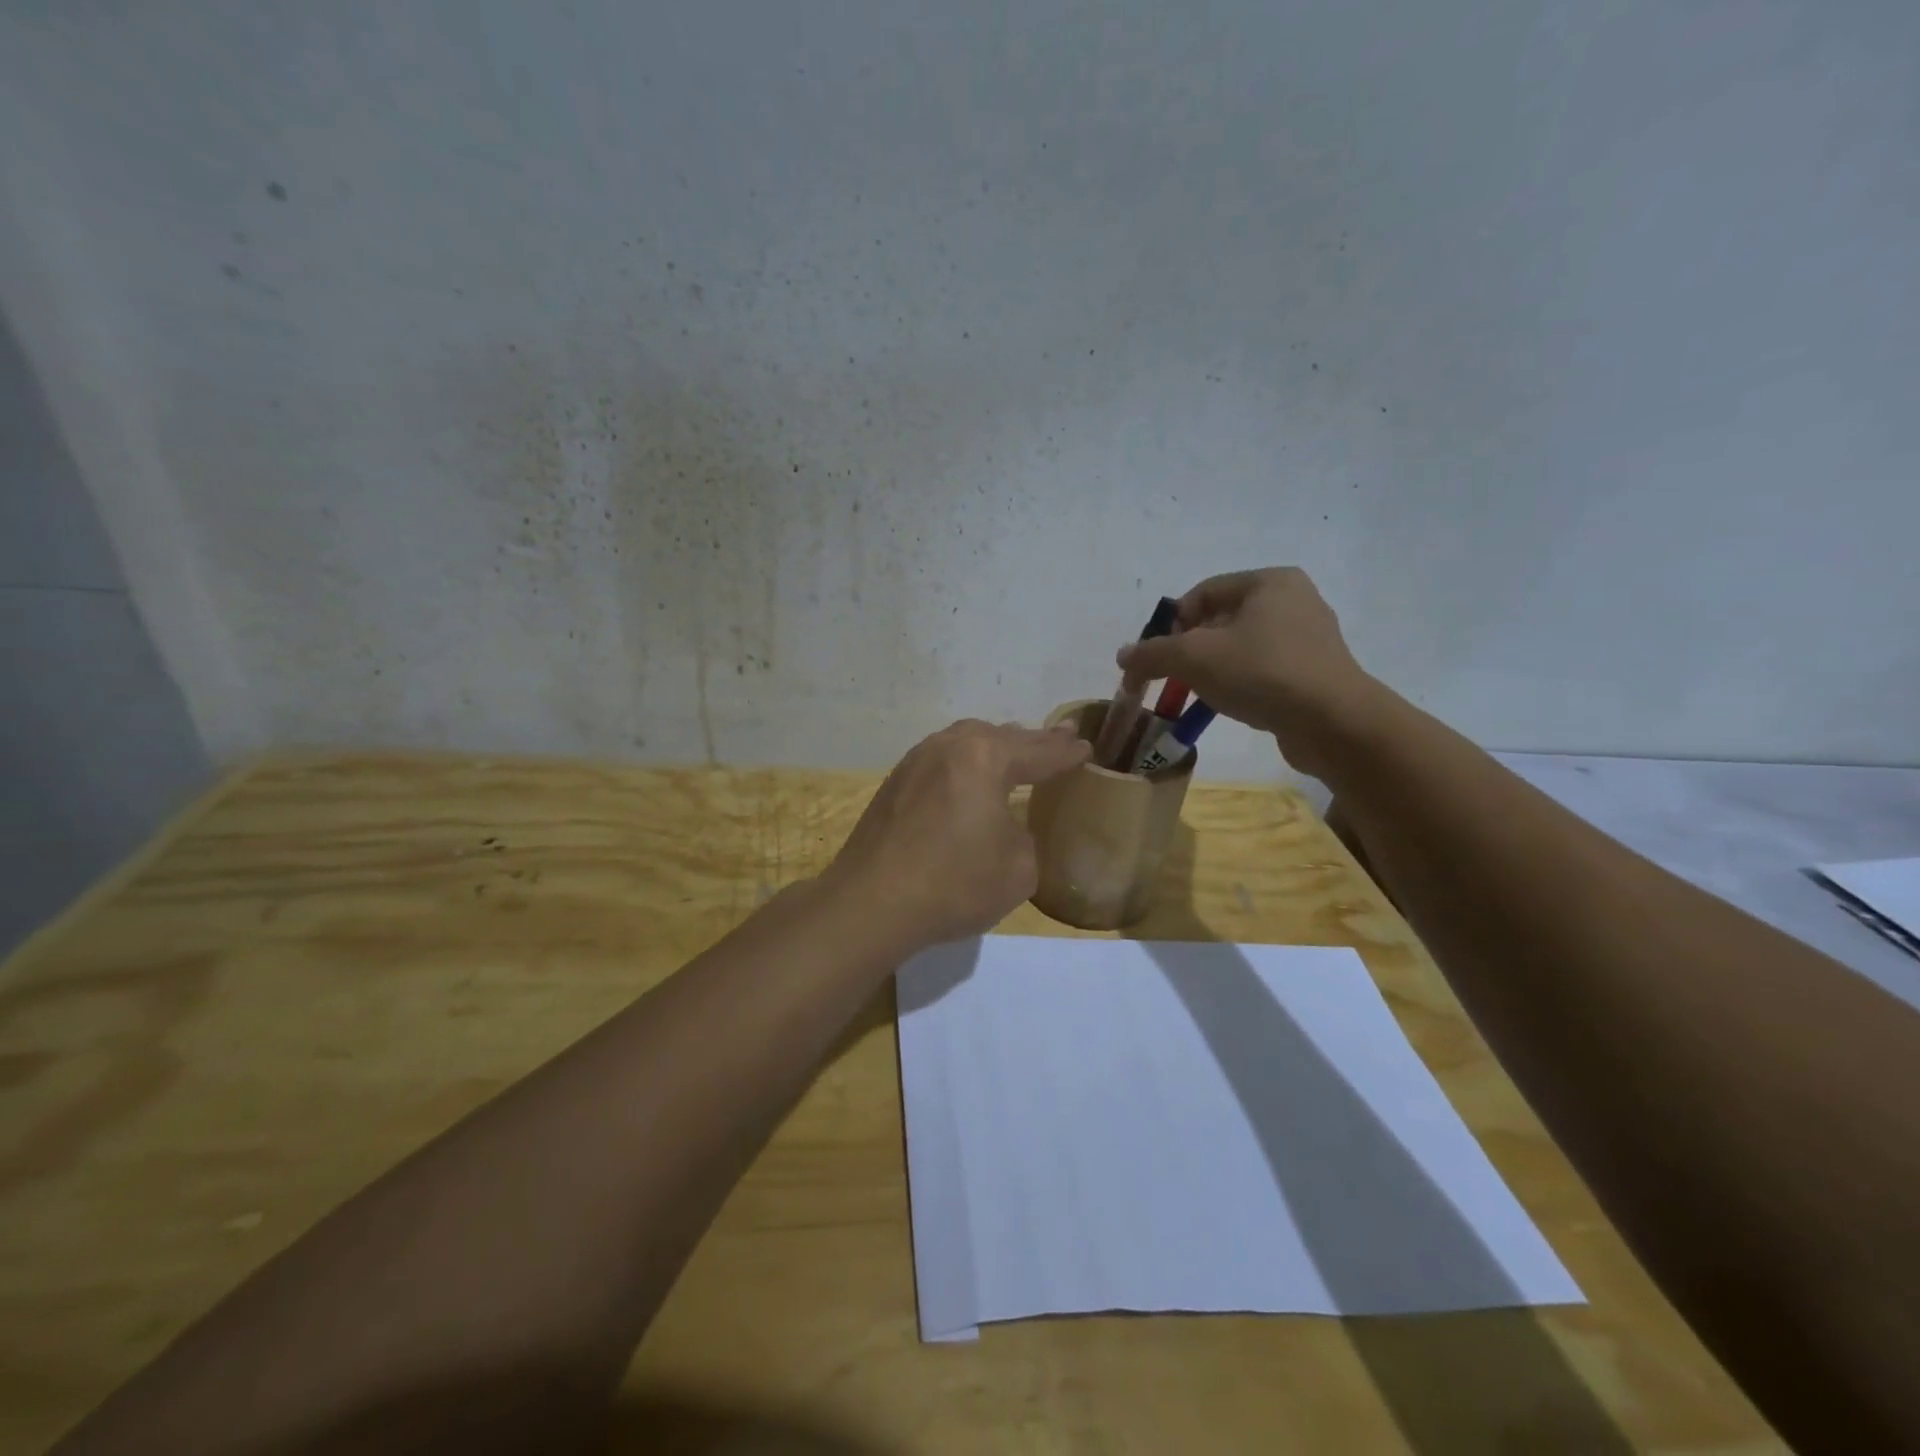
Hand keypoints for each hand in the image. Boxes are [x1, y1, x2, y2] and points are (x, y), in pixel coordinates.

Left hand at [824, 720, 1090, 949]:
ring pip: (965, 744)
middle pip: (1000, 737)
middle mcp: (948, 747)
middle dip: (1032, 741)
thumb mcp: (1018, 868)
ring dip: (994, 747)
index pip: (1038, 752)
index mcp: (984, 757)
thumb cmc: (954, 883)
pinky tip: (968, 779)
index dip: (1066, 753)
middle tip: (1059, 738)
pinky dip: (965, 766)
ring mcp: (915, 763)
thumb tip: (1004, 829)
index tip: (1085, 748)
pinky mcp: (894, 786)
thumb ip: (1023, 837)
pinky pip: (941, 763)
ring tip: (1015, 750)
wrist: (871, 903)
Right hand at [1117, 567, 1379, 777]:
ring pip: (1240, 648)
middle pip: (1219, 621)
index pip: (1201, 593)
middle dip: (1189, 651)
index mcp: (1269, 582)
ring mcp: (1309, 637)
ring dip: (1211, 670)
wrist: (1334, 723)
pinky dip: (1239, 684)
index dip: (1170, 625)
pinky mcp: (1315, 672)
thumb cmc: (1261, 673)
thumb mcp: (1194, 658)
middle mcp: (1293, 601)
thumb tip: (1124, 657)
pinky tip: (1230, 706)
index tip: (1157, 658)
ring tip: (1197, 696)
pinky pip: (1263, 670)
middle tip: (1172, 679)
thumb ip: (1152, 654)